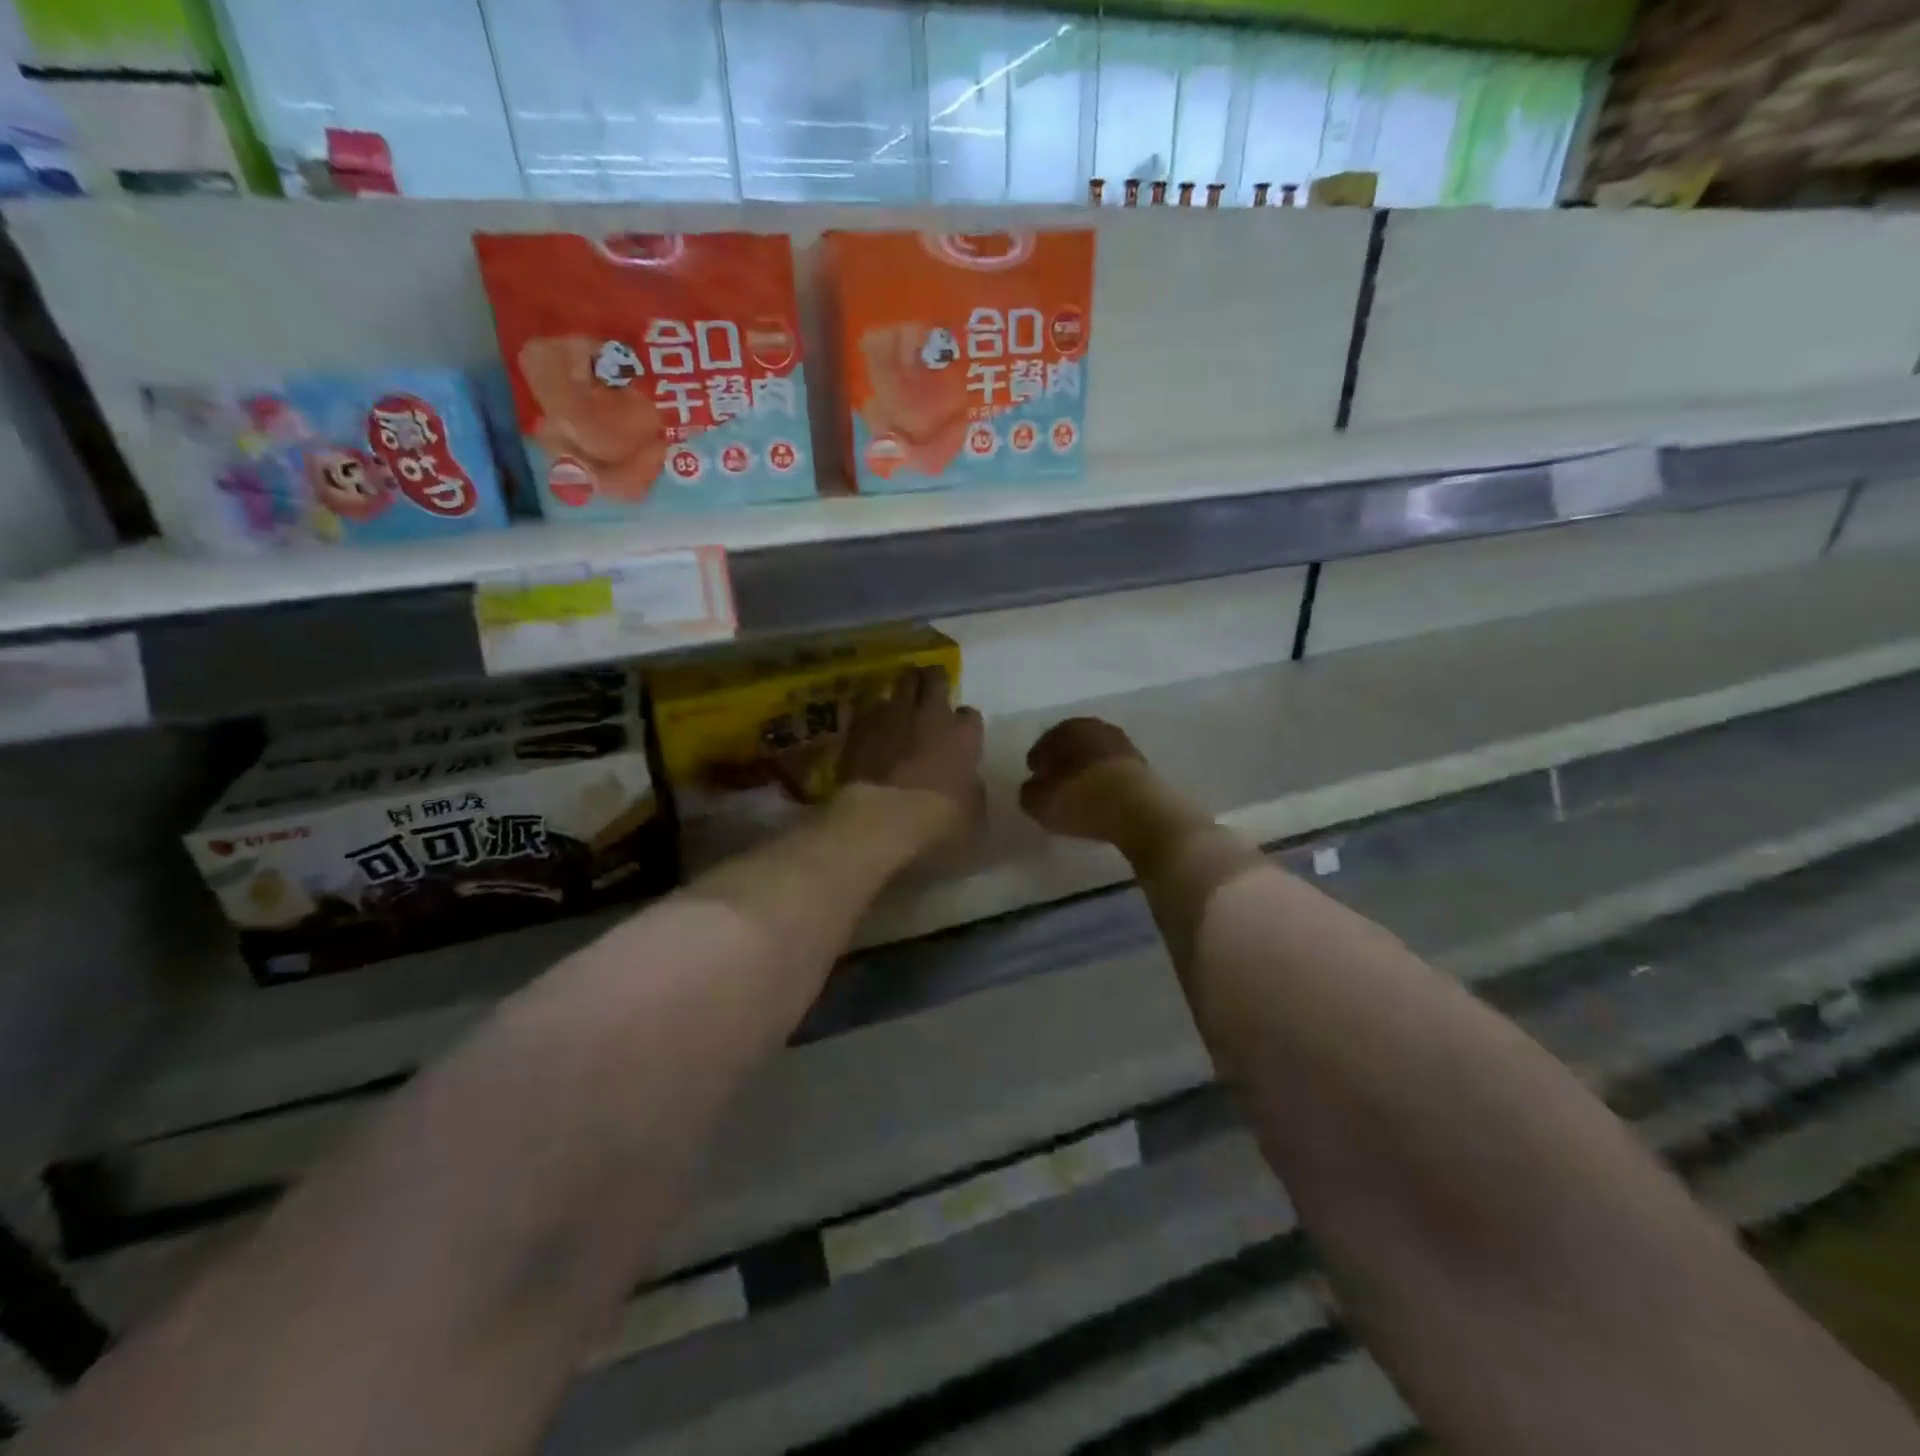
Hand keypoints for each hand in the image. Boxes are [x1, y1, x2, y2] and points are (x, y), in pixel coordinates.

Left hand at [838, 667, 984, 837]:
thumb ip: (972, 790)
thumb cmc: (936, 823)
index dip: (965, 723)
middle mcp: (930, 715)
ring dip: (903, 691)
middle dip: (934, 681)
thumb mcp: (972, 816)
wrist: (879, 820)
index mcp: (963, 735)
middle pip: (934, 679)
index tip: (960, 733)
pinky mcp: (859, 726)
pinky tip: (871, 726)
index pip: (970, 715)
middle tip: (930, 688)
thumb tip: (967, 784)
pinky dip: (873, 713)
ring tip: (900, 701)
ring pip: (900, 684)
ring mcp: (892, 716)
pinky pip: (869, 707)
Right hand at [1018, 717, 1158, 844]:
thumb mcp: (1039, 802)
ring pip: (1097, 758)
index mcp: (1069, 728)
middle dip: (1064, 763)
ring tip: (1081, 795)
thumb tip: (1033, 789)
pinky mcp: (1145, 768)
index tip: (1035, 777)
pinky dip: (1107, 783)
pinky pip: (1116, 773)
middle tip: (1056, 785)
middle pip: (1074, 746)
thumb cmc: (1081, 799)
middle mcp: (1098, 729)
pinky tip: (1102, 800)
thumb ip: (1029, 793)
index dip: (1038, 761)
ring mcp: (1125, 746)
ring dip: (1088, 772)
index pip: (1046, 742)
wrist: (1139, 811)